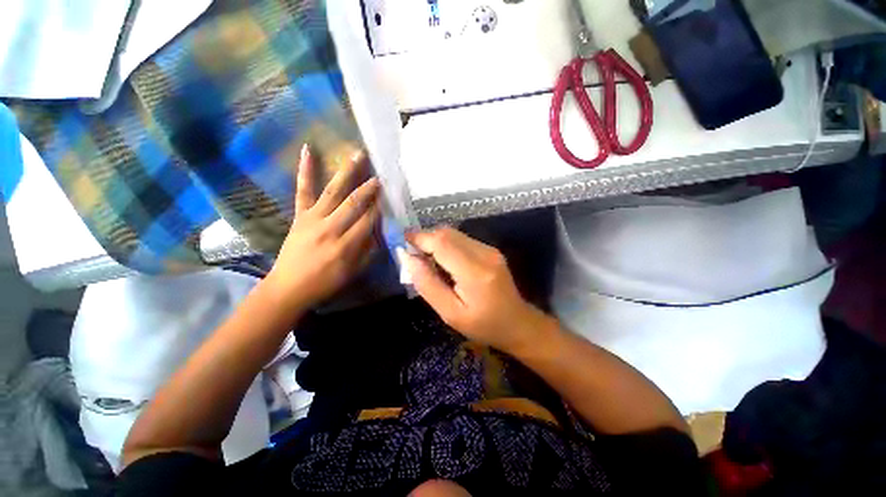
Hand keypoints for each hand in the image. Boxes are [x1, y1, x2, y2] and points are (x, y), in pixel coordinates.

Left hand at [266, 145, 380, 310]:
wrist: (288, 287)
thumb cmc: (325, 282)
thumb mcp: (354, 271)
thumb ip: (369, 249)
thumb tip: (379, 229)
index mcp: (346, 246)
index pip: (368, 220)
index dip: (380, 207)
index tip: (389, 195)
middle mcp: (330, 228)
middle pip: (354, 203)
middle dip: (369, 188)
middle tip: (380, 175)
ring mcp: (312, 219)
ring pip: (333, 191)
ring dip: (347, 172)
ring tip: (358, 154)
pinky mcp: (299, 215)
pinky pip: (303, 190)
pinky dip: (305, 170)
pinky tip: (308, 150)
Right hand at [401, 227, 555, 353]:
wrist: (517, 323)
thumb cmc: (483, 326)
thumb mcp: (450, 313)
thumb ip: (428, 285)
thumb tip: (408, 259)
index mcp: (475, 272)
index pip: (442, 243)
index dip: (420, 238)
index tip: (402, 241)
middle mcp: (484, 254)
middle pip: (448, 233)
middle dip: (426, 238)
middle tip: (413, 255)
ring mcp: (490, 249)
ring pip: (454, 234)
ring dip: (436, 241)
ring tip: (428, 260)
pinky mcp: (491, 250)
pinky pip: (462, 239)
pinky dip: (447, 244)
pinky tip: (445, 262)